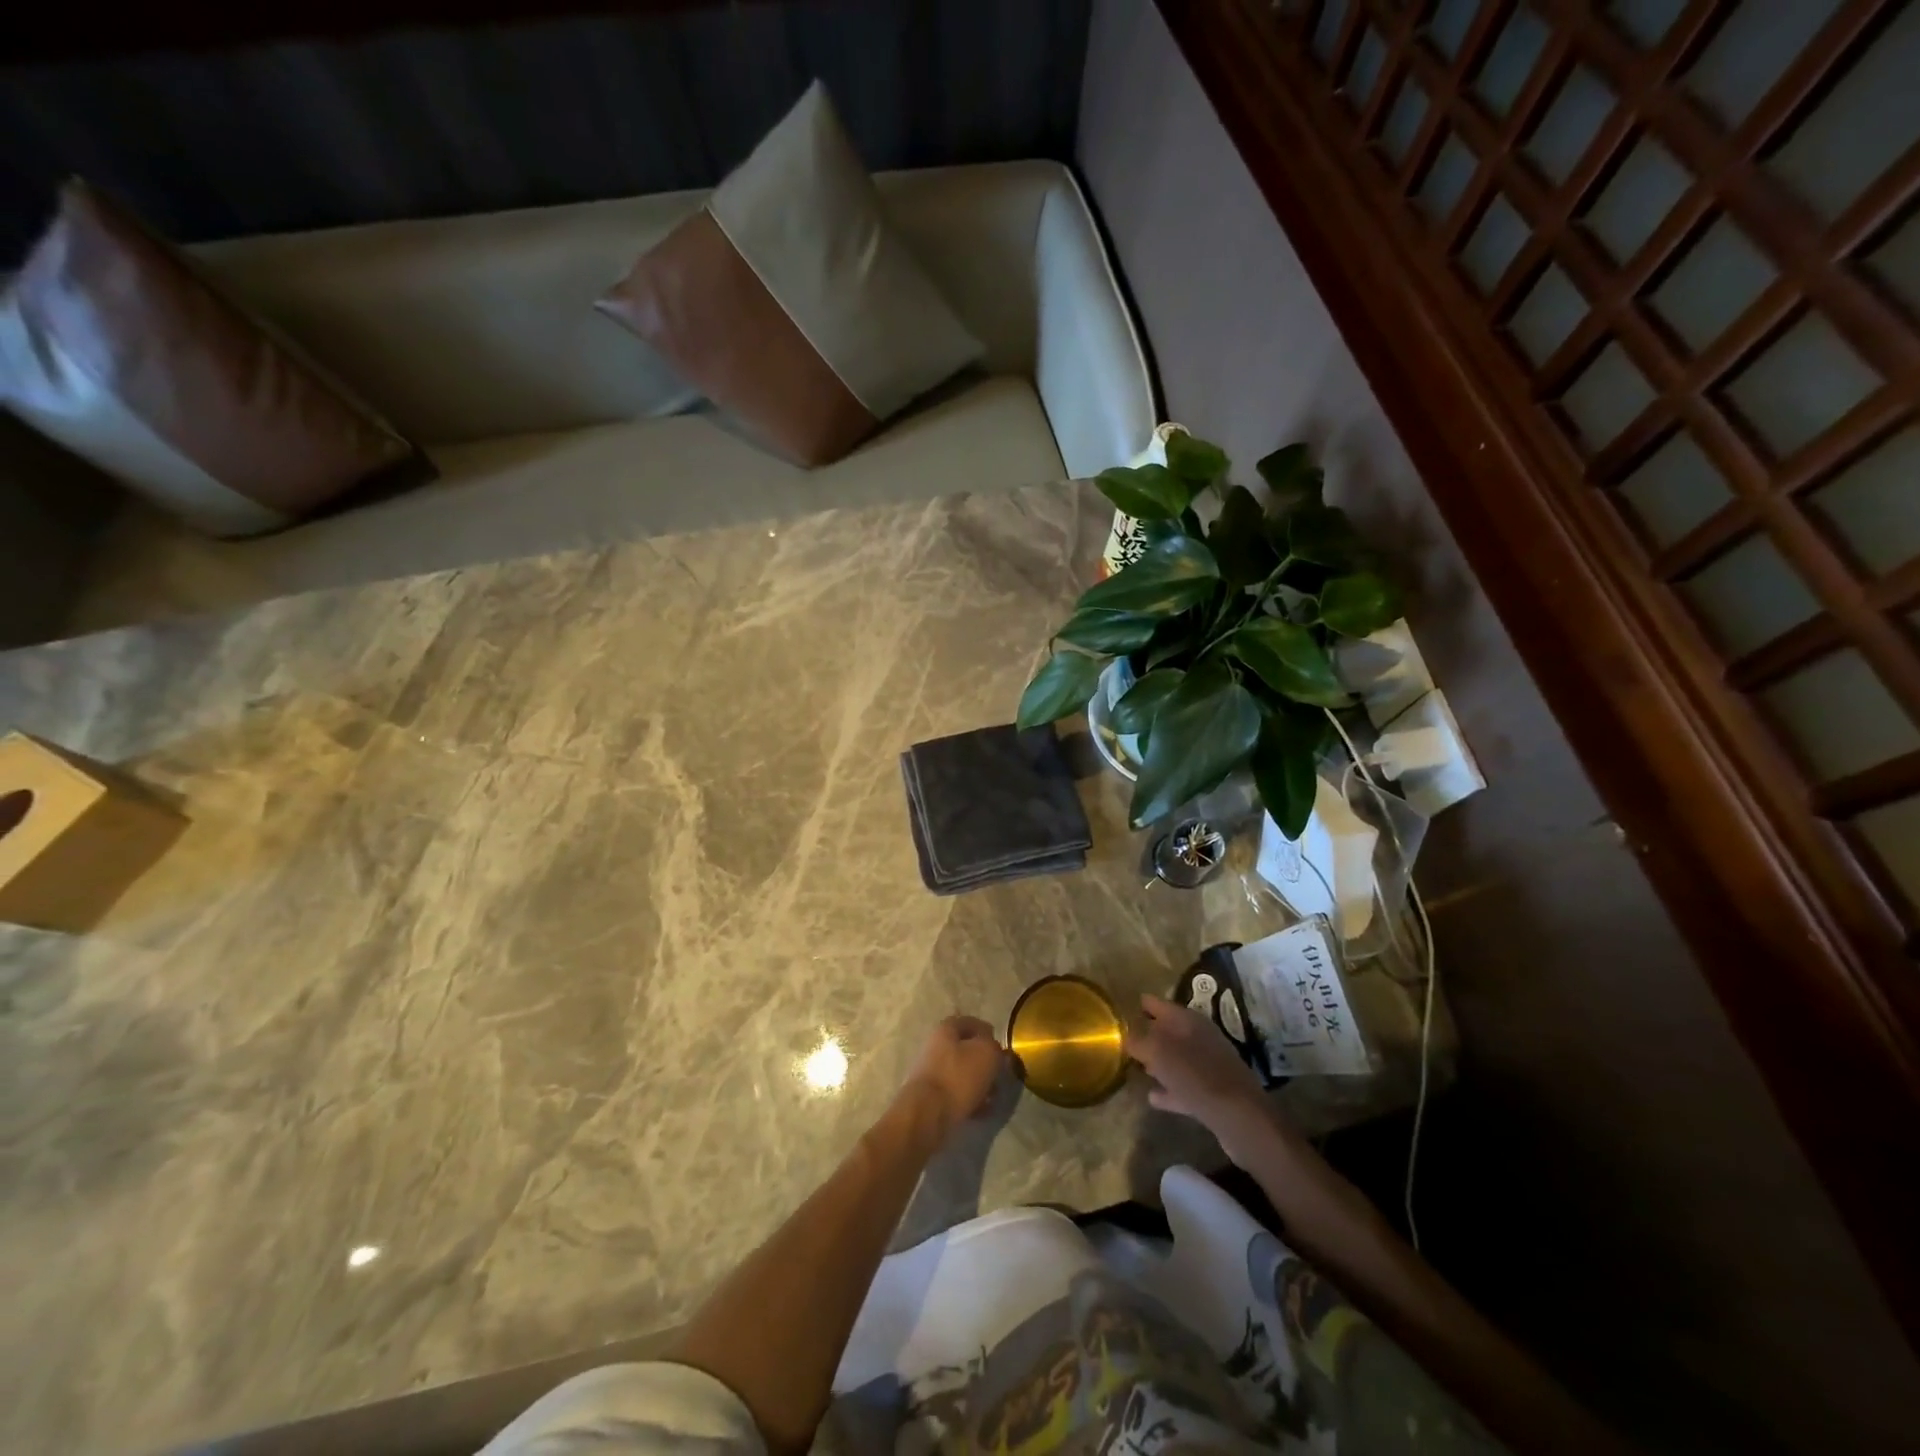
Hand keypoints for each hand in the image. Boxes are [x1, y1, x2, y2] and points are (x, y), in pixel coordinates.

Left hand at [900, 1015, 1004, 1140]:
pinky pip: (956, 1093)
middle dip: (985, 1063)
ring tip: (993, 1097)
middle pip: (966, 1049)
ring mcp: (932, 1072)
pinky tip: (982, 1111)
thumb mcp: (987, 1053)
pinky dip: (970, 1099)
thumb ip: (994, 1047)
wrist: (927, 1114)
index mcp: (946, 1029)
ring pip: (963, 1073)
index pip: (970, 1023)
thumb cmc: (958, 1076)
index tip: (1001, 1049)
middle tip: (999, 1075)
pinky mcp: (931, 1096)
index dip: (988, 1033)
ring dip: (979, 1083)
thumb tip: (993, 1050)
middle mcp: (935, 1046)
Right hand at [1126, 994, 1272, 1161]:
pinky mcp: (1214, 1092)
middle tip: (1125, 1041)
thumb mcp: (1159, 1053)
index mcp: (1188, 1020)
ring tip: (1137, 1068)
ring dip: (1159, 1063)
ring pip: (1177, 1058)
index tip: (1121, 1012)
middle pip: (1168, 1030)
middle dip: (1148, 1034)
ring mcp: (1209, 1065)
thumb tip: (1126, 1036)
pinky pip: (1184, 1086)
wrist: (1241, 1118)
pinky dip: (1170, 1089)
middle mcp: (1200, 1037)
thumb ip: (1138, 1041)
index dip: (1140, 1005)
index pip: (1158, 1004)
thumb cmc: (1196, 1076)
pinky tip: (1153, 1098)